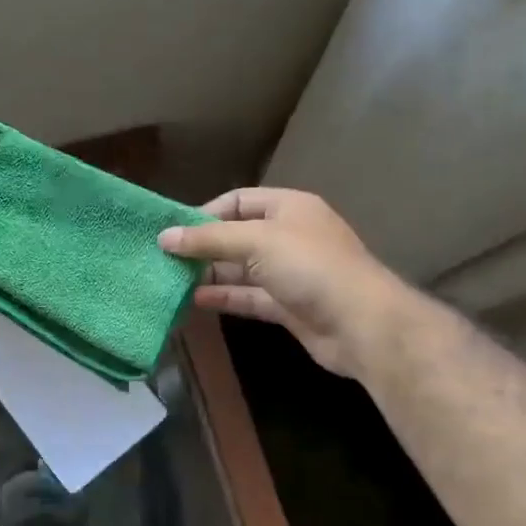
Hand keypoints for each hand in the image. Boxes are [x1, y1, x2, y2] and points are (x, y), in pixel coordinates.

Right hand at [158, 188, 397, 379]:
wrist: (361, 324)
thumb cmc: (310, 267)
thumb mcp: (257, 241)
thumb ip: (209, 239)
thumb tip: (164, 237)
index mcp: (288, 208)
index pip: (238, 201)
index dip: (205, 213)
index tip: (174, 231)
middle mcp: (288, 236)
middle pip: (236, 236)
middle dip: (203, 246)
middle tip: (164, 258)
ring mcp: (288, 273)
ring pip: (240, 269)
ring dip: (208, 273)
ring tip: (170, 280)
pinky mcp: (286, 305)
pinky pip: (247, 296)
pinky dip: (223, 297)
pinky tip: (193, 300)